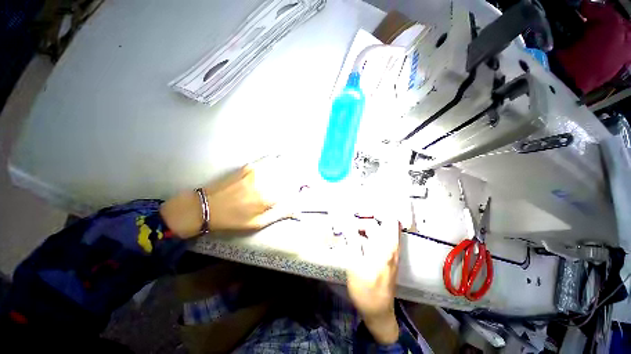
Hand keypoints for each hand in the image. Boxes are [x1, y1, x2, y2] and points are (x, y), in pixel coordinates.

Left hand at [160, 156, 298, 237]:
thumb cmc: (233, 219)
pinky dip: (278, 159)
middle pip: (292, 172)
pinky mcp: (249, 166)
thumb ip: (280, 214)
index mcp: (270, 197)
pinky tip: (281, 160)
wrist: (206, 206)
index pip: (296, 186)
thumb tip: (297, 210)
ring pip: (282, 163)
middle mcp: (267, 181)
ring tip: (297, 167)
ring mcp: (257, 171)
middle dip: (302, 173)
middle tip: (305, 178)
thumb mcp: (258, 223)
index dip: (307, 183)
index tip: (311, 185)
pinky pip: (269, 160)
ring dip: (292, 165)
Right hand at [346, 218, 401, 343]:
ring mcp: (390, 252)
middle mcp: (391, 246)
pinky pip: (378, 238)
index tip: (361, 206)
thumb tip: (347, 222)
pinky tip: (355, 238)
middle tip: (350, 218)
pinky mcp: (386, 257)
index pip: (389, 218)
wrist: (378, 312)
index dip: (377, 209)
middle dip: (366, 217)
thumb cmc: (365, 290)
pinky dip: (367, 234)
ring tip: (350, 227)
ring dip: (366, 226)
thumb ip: (352, 240)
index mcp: (386, 245)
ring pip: (380, 230)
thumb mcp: (355, 264)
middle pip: (382, 222)